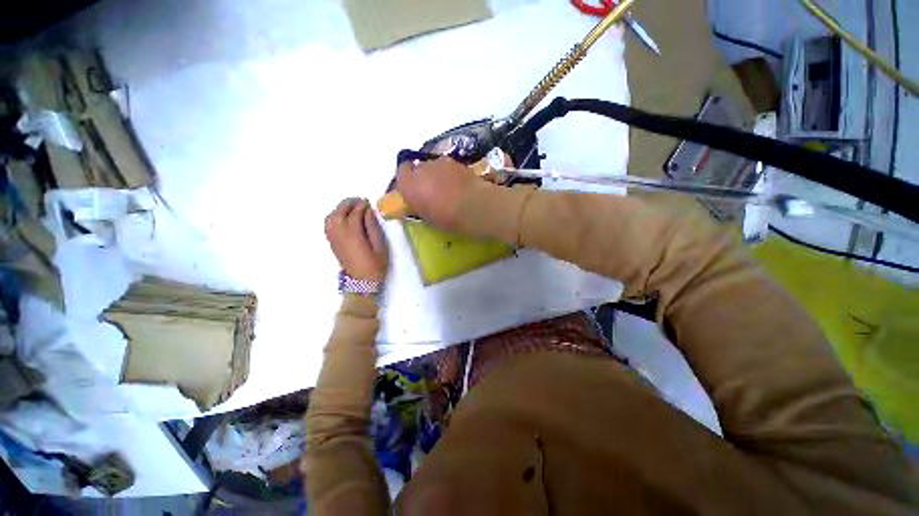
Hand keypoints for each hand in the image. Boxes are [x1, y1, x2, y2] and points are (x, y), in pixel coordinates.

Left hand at [325, 198, 387, 281]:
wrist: (362, 283)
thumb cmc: (375, 265)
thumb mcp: (380, 246)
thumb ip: (373, 227)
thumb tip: (369, 212)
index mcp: (353, 234)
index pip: (355, 213)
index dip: (362, 205)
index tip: (368, 201)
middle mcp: (340, 234)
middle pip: (340, 212)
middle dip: (349, 203)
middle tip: (360, 201)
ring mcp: (334, 238)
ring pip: (331, 217)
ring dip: (340, 209)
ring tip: (351, 207)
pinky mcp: (332, 243)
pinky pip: (328, 225)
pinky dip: (334, 217)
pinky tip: (342, 217)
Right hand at [396, 157, 476, 228]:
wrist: (472, 207)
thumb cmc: (446, 218)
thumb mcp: (426, 217)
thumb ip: (418, 206)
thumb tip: (417, 203)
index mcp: (408, 184)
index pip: (401, 173)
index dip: (407, 179)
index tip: (413, 189)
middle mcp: (420, 168)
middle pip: (418, 168)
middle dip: (423, 177)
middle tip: (431, 191)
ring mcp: (439, 162)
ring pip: (433, 166)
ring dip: (437, 174)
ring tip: (447, 188)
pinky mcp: (455, 161)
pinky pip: (447, 166)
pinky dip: (449, 173)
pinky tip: (458, 185)